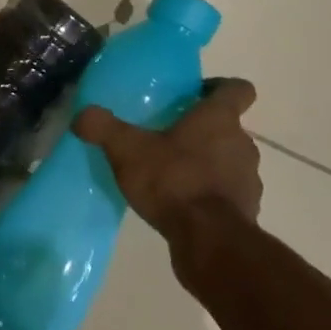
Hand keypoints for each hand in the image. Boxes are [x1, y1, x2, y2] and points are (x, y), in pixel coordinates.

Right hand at [73, 78, 262, 237]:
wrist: (209, 241)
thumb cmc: (173, 181)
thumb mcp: (128, 151)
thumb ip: (103, 128)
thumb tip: (82, 114)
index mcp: (219, 118)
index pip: (239, 88)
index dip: (222, 87)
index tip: (197, 95)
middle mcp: (242, 143)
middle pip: (230, 127)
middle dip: (205, 130)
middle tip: (171, 137)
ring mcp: (249, 179)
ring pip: (231, 160)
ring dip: (210, 163)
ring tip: (175, 174)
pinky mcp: (246, 211)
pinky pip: (230, 193)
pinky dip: (213, 195)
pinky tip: (184, 205)